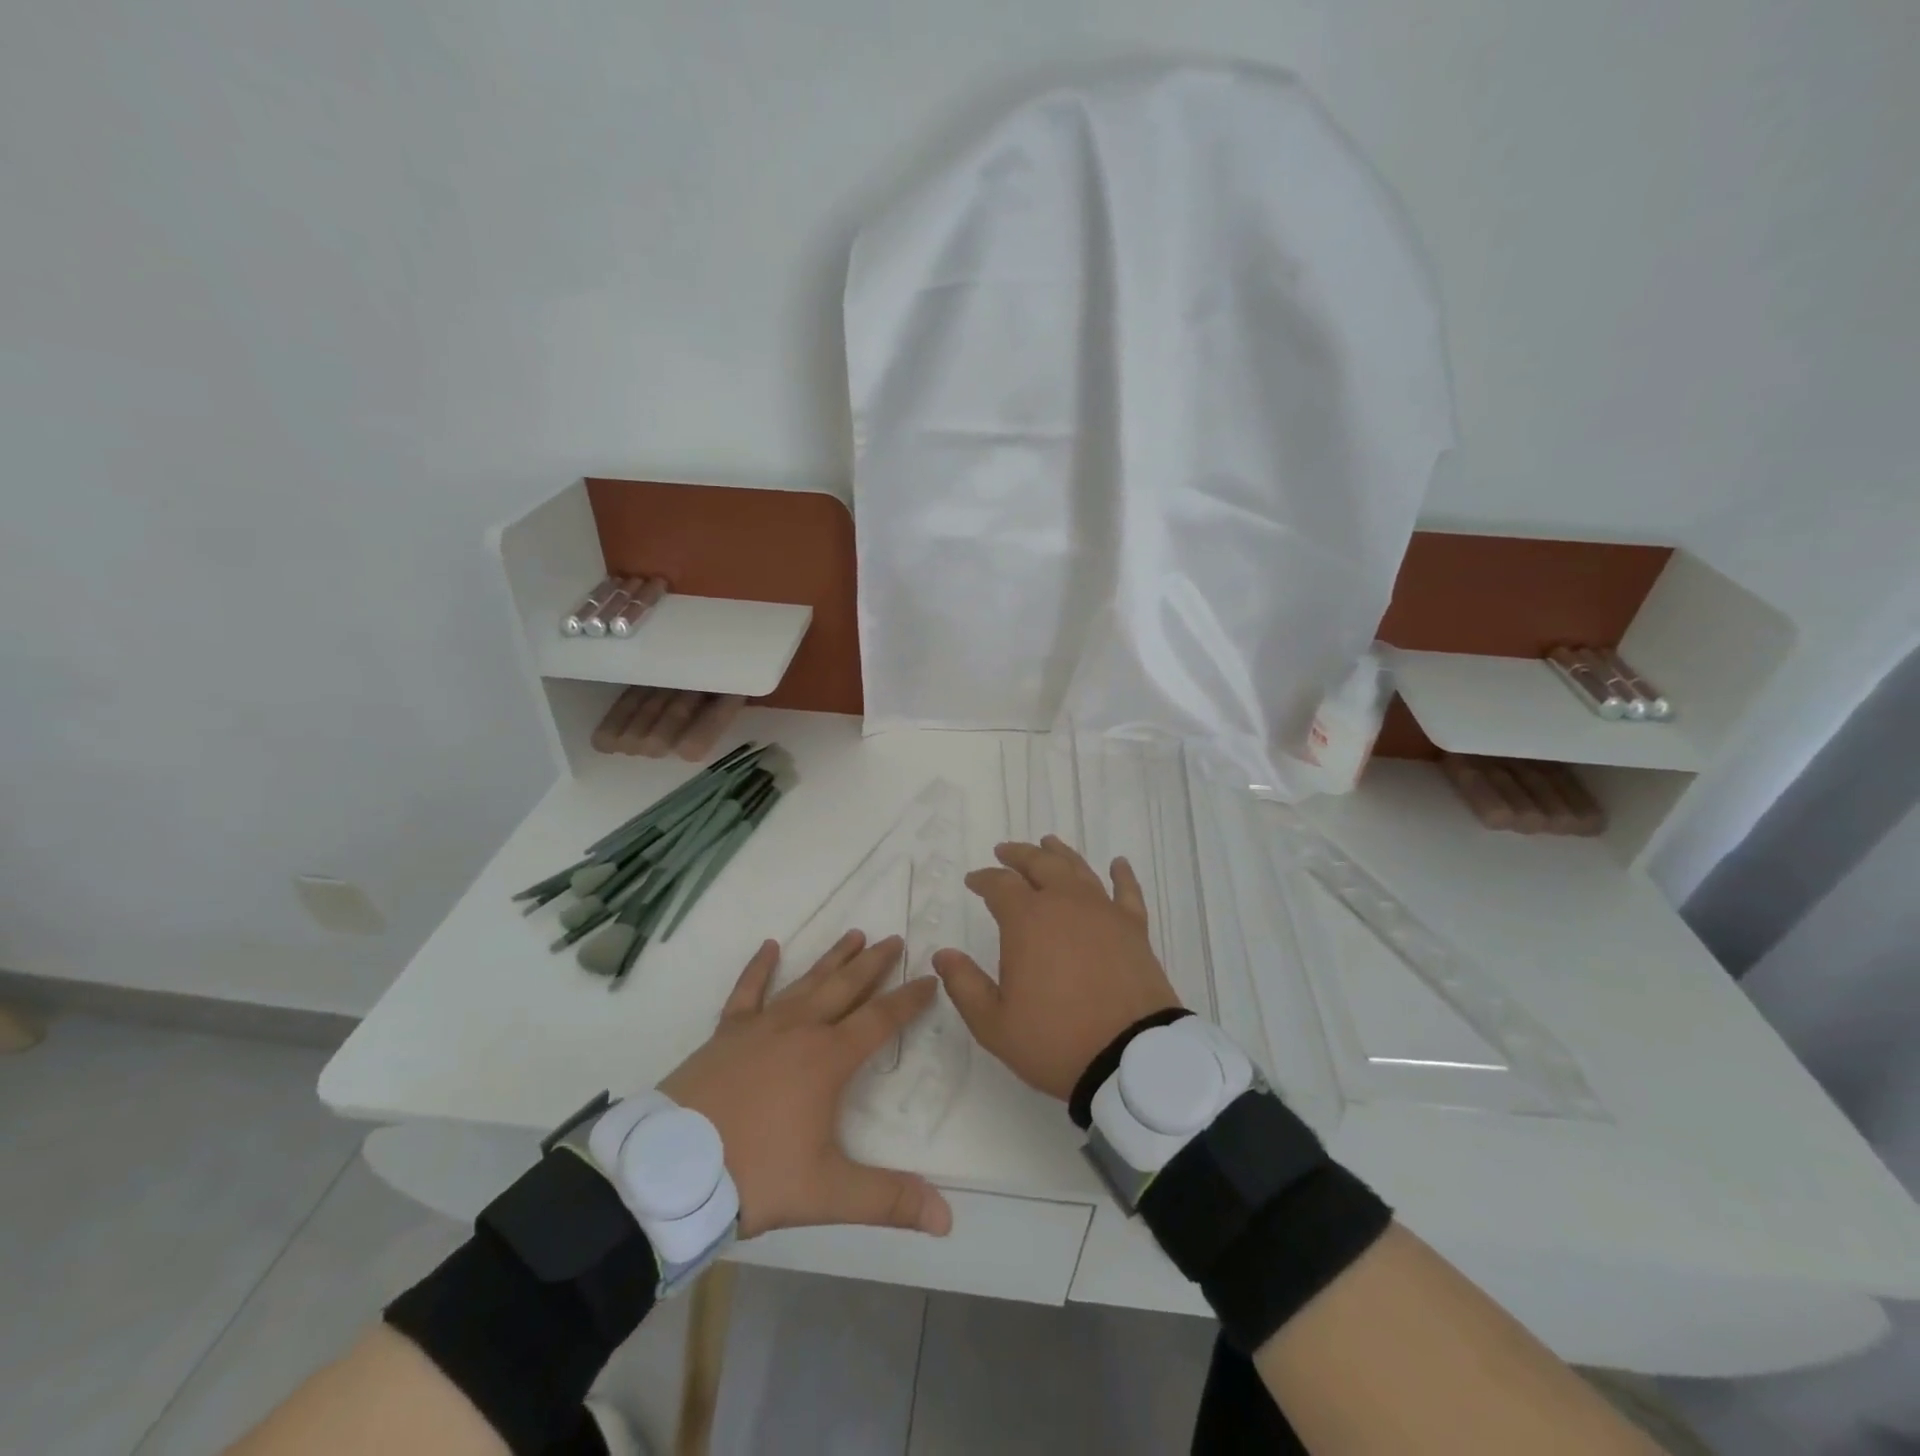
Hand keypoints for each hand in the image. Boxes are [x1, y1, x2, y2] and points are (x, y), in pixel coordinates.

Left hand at [659, 931, 952, 1238]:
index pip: (881, 1020)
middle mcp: (799, 1030)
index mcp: (828, 1059)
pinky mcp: (726, 1033)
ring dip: (832, 958)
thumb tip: (947, 1218)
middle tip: (896, 939)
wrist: (671, 1172)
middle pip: (846, 988)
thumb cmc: (754, 1176)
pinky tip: (769, 946)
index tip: (931, 978)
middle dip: (874, 964)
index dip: (909, 999)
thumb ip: (887, 1200)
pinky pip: (747, 991)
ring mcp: (760, 1026)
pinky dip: (759, 967)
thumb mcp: (826, 1193)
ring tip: (855, 934)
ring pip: (806, 982)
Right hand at [932, 836, 1181, 1101]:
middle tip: (1005, 851)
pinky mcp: (1134, 928)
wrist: (1130, 1057)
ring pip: (1078, 869)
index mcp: (1027, 920)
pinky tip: (1118, 864)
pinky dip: (1121, 875)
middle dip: (1019, 855)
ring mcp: (1103, 911)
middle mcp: (1065, 903)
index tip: (973, 880)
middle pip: (1039, 864)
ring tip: (1048, 844)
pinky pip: (1127, 891)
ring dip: (1060, 854)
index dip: (983, 879)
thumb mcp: (994, 1023)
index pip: (1000, 885)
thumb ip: (964, 985)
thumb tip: (943, 955)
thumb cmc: (1055, 1039)